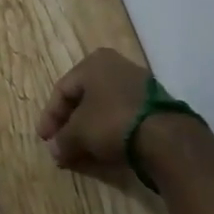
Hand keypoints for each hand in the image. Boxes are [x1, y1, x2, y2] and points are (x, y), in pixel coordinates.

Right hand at [36, 46, 152, 175]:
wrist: (168, 138)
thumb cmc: (112, 122)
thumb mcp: (79, 133)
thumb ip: (63, 140)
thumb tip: (54, 151)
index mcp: (93, 62)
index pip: (62, 90)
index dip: (50, 117)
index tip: (45, 140)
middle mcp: (115, 65)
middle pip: (84, 98)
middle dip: (71, 123)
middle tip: (62, 144)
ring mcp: (139, 83)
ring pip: (104, 107)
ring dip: (91, 128)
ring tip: (83, 150)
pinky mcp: (157, 104)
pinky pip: (124, 115)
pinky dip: (111, 130)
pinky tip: (107, 148)